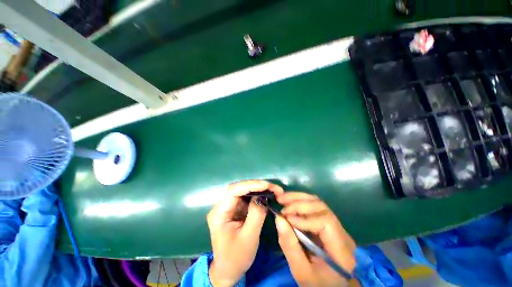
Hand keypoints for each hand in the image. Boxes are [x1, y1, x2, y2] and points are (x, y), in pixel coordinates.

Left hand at [207, 180, 283, 285]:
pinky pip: (246, 197)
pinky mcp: (235, 209)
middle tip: (273, 187)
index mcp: (219, 213)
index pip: (233, 191)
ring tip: (272, 189)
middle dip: (256, 185)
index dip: (250, 185)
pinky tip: (266, 194)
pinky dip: (257, 194)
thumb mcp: (249, 238)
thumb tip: (263, 197)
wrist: (228, 270)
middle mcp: (221, 206)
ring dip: (258, 188)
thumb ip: (256, 215)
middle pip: (238, 188)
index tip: (267, 185)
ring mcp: (228, 206)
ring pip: (243, 190)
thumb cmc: (236, 257)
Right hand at [275, 192, 355, 286]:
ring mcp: (336, 225)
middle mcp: (342, 232)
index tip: (287, 219)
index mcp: (341, 248)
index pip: (326, 222)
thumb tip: (278, 218)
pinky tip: (289, 202)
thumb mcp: (301, 271)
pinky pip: (314, 207)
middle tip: (280, 201)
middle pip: (321, 207)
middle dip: (299, 202)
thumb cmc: (319, 283)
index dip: (304, 218)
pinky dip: (300, 202)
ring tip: (282, 198)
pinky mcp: (328, 223)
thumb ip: (290, 246)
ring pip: (317, 203)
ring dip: (298, 198)